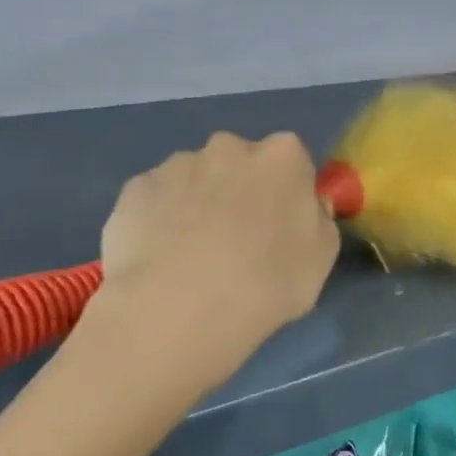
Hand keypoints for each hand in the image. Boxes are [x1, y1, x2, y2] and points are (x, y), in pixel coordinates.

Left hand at [95, 131, 340, 372]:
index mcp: (282, 156)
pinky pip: (154, 201)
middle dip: (238, 190)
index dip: (286, 193)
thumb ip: (318, 221)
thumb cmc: (268, 282)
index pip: (291, 162)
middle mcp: (228, 147)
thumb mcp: (321, 259)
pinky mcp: (134, 190)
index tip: (281, 226)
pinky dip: (158, 221)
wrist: (182, 308)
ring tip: (190, 258)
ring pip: (193, 179)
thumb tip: (305, 208)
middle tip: (236, 241)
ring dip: (196, 204)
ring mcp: (176, 165)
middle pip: (239, 163)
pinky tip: (159, 260)